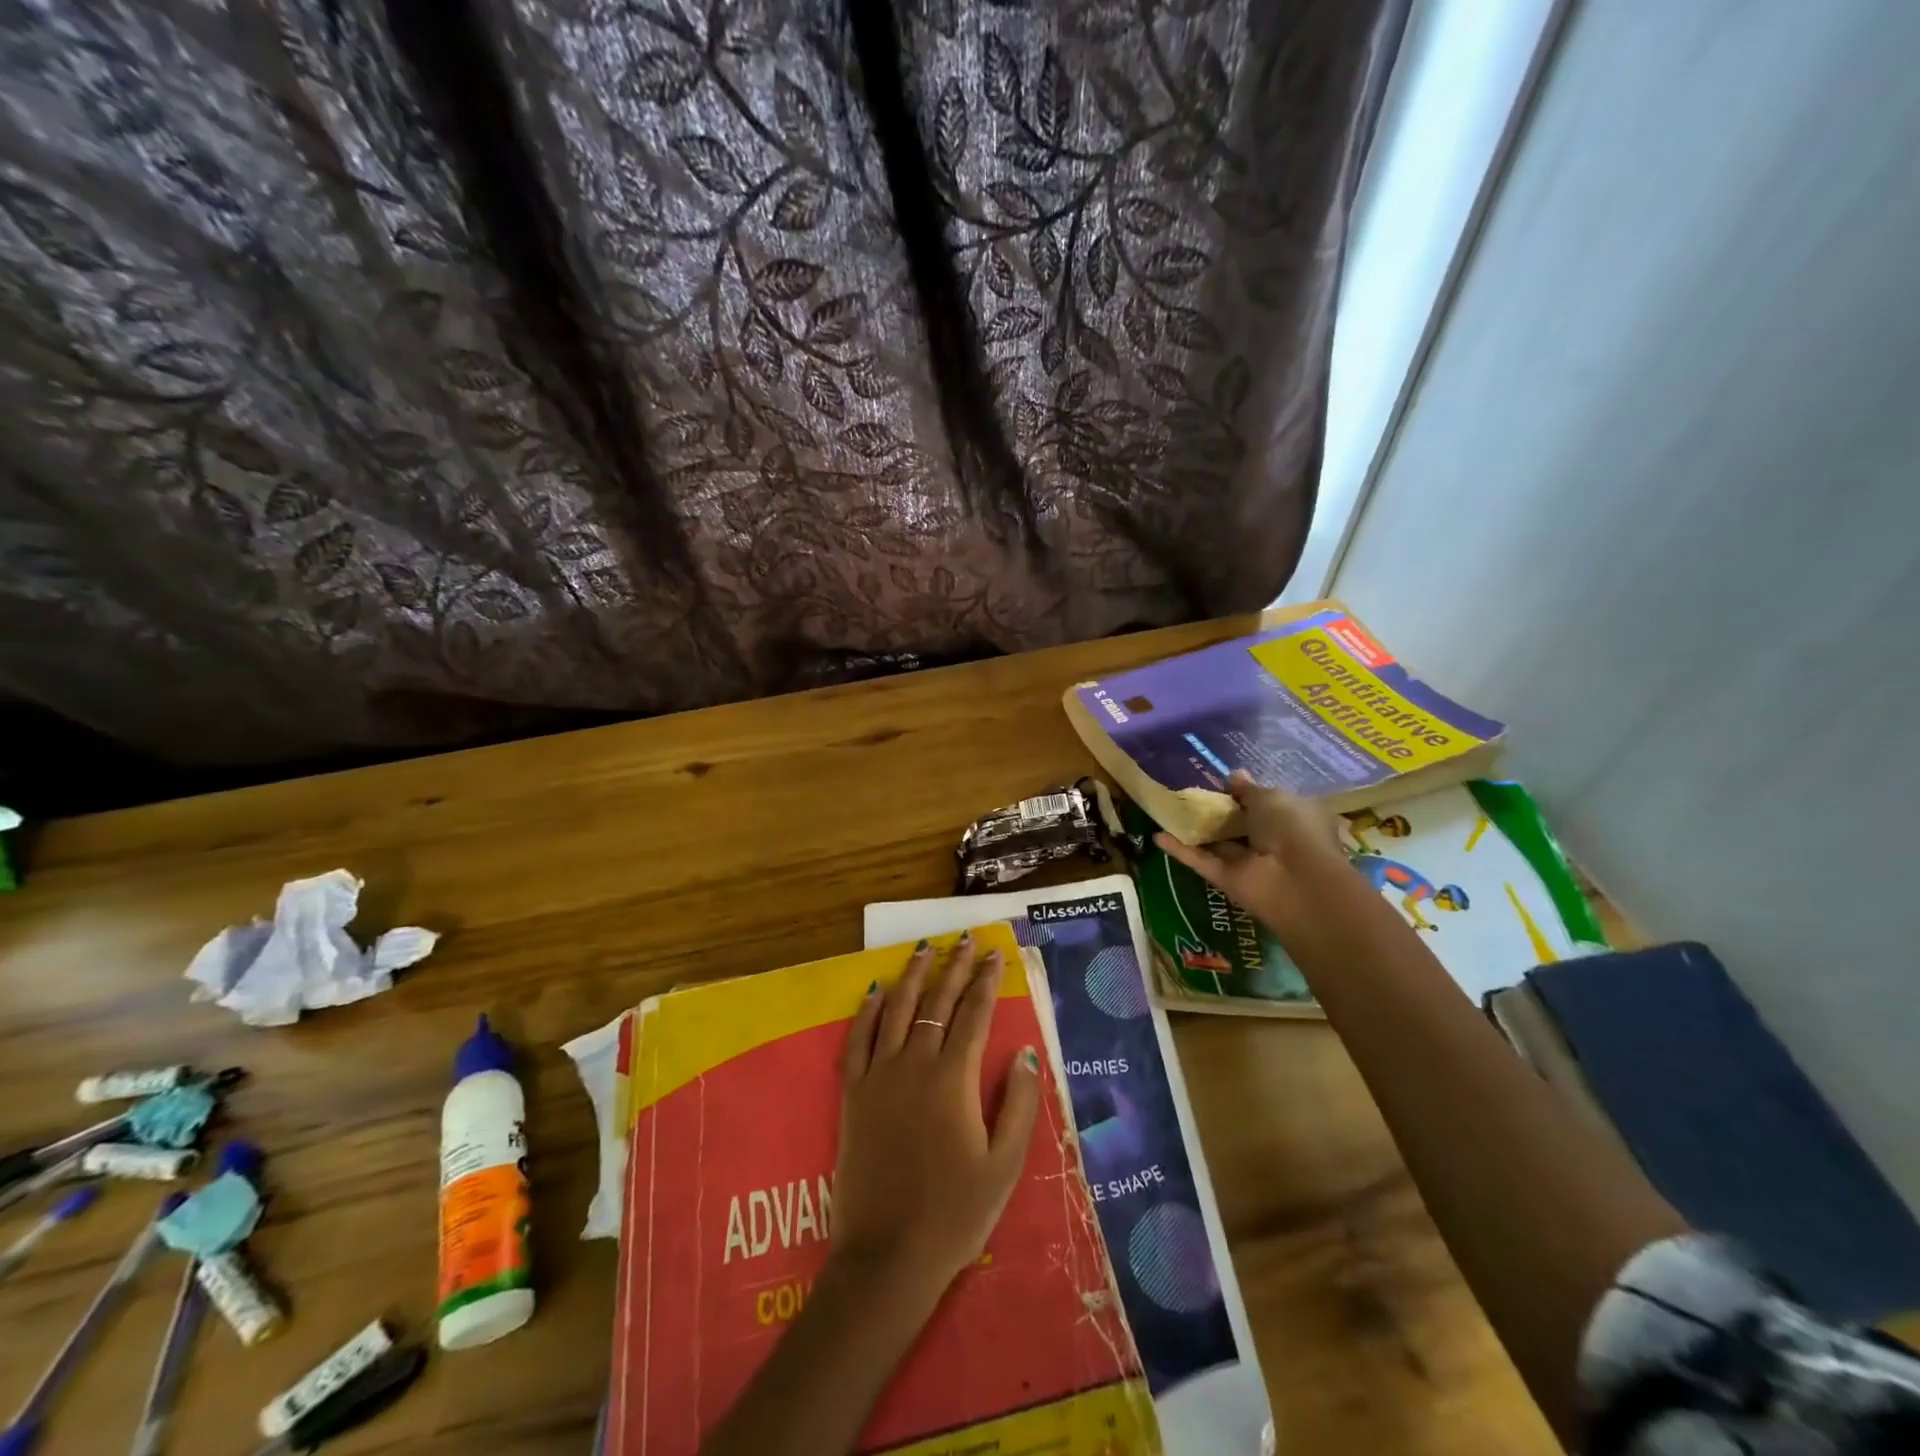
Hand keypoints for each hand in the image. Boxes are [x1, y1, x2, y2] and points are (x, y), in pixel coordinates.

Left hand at [832, 935, 1040, 1305]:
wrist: (887, 1256)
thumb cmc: (955, 1214)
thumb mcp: (1004, 1165)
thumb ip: (1017, 1104)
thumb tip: (1026, 1052)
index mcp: (953, 1078)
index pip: (974, 1014)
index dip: (986, 981)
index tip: (995, 954)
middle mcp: (915, 1064)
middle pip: (936, 1002)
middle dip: (954, 967)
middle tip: (966, 940)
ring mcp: (879, 1075)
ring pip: (897, 1009)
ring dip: (913, 975)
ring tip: (925, 948)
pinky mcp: (853, 1093)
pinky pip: (858, 1039)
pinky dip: (868, 1010)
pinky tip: (877, 990)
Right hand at [1158, 771, 1346, 936]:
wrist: (1294, 879)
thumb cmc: (1291, 828)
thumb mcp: (1271, 797)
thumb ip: (1248, 789)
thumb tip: (1234, 776)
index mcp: (1292, 818)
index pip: (1267, 804)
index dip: (1246, 794)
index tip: (1221, 783)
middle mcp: (1271, 841)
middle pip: (1239, 825)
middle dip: (1218, 811)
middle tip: (1188, 793)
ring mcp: (1248, 863)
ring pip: (1218, 843)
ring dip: (1196, 830)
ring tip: (1167, 810)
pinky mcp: (1226, 879)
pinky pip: (1201, 861)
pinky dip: (1180, 849)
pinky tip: (1157, 835)